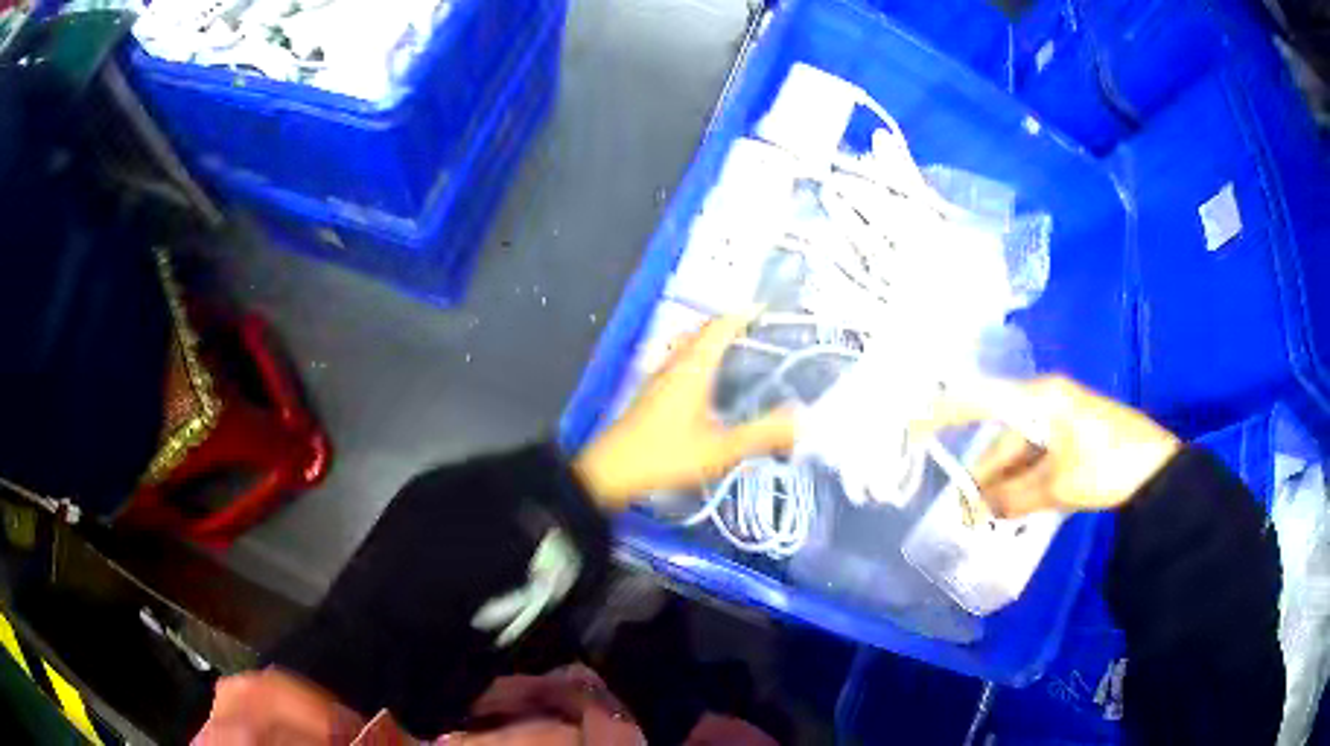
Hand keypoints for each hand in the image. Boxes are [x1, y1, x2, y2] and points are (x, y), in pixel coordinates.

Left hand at [573, 315, 796, 507]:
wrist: (610, 472)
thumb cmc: (665, 455)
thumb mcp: (719, 450)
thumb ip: (761, 435)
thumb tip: (801, 420)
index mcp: (692, 367)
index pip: (720, 327)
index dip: (744, 315)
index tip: (768, 311)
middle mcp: (675, 364)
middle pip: (704, 332)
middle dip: (732, 327)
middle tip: (762, 334)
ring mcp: (660, 378)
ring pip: (690, 348)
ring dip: (715, 343)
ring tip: (744, 355)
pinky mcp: (652, 393)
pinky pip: (682, 364)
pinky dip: (702, 361)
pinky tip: (713, 386)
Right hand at [920, 375, 1180, 516]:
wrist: (1158, 469)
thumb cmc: (1107, 465)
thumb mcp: (1059, 485)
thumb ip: (1016, 497)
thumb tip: (981, 510)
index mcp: (1042, 399)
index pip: (983, 400)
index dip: (946, 412)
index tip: (914, 427)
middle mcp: (1048, 401)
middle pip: (1004, 435)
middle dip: (984, 473)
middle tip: (966, 510)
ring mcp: (1063, 418)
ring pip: (1021, 449)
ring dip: (1005, 482)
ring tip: (990, 517)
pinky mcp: (1075, 436)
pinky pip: (1038, 456)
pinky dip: (1025, 480)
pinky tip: (1017, 505)